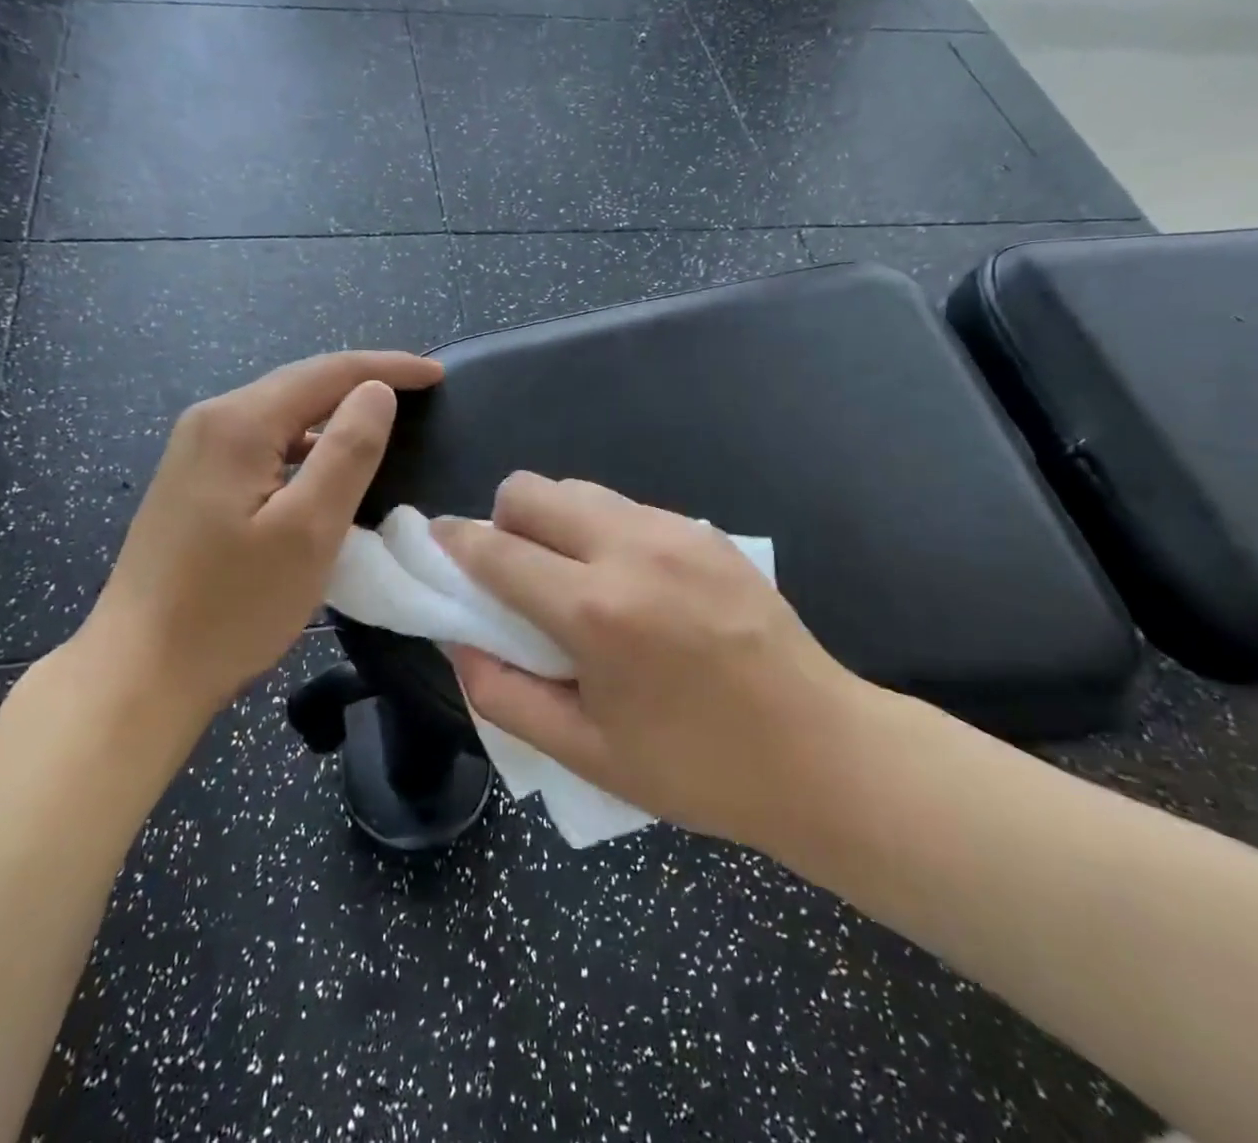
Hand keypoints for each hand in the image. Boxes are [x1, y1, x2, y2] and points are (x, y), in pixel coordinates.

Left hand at [81, 351, 443, 719]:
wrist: (139, 673)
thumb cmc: (232, 606)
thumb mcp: (309, 530)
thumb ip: (348, 451)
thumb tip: (377, 390)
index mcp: (239, 423)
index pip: (328, 372)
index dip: (388, 368)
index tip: (437, 374)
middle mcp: (212, 422)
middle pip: (301, 385)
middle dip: (363, 382)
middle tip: (420, 391)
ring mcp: (196, 452)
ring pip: (282, 415)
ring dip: (334, 413)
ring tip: (383, 423)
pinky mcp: (193, 483)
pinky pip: (264, 444)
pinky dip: (306, 444)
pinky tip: (325, 468)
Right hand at [434, 473, 877, 854]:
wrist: (819, 752)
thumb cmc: (695, 768)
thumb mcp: (584, 752)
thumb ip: (503, 694)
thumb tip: (457, 641)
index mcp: (594, 611)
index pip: (495, 549)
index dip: (454, 542)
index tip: (438, 543)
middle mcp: (630, 550)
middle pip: (532, 489)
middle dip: (504, 521)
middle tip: (514, 572)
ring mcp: (675, 531)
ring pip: (579, 490)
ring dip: (554, 522)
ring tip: (573, 578)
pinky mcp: (707, 531)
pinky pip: (626, 507)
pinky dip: (602, 530)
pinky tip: (629, 582)